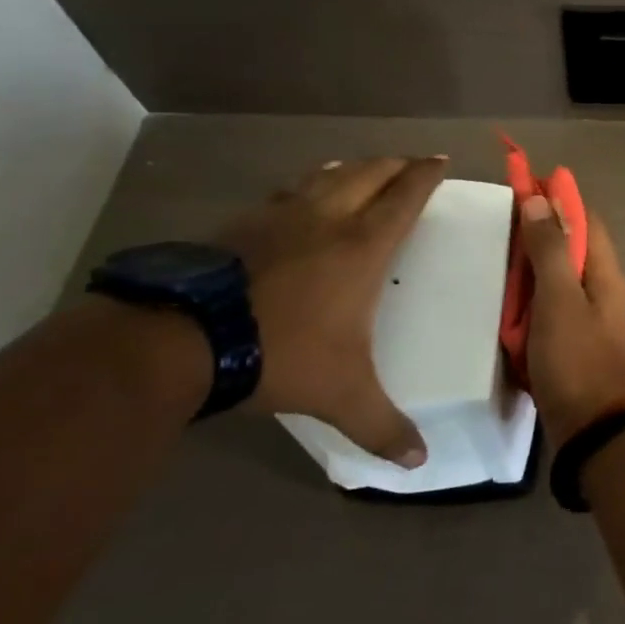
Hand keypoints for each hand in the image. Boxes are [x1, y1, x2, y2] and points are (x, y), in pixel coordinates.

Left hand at [215, 156, 446, 466]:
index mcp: (362, 247)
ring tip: (362, 166)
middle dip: (396, 164)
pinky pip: (286, 191)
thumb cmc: (280, 354)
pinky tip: (300, 193)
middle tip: (411, 162)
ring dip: (352, 167)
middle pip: (370, 174)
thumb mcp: (341, 395)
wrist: (183, 339)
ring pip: (327, 174)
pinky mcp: (242, 223)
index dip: (426, 175)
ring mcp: (281, 216)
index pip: (405, 197)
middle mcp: (328, 219)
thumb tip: (419, 463)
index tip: (440, 160)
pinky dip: (307, 183)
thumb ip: (382, 426)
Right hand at [519, 193, 624, 448]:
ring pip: (556, 274)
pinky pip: (548, 303)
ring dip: (531, 261)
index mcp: (604, 271)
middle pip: (569, 243)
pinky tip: (505, 295)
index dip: (557, 196)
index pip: (583, 218)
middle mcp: (600, 286)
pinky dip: (529, 294)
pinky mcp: (571, 337)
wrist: (589, 429)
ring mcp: (586, 314)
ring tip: (497, 250)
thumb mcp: (559, 299)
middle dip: (539, 227)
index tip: (524, 178)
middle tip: (501, 216)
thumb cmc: (575, 359)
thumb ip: (548, 250)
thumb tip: (540, 200)